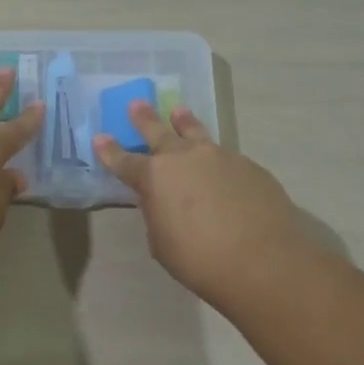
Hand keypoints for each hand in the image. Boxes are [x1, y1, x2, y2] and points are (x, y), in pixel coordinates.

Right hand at [95, 102, 309, 308]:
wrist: (263, 261)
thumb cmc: (200, 259)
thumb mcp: (162, 242)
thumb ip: (157, 214)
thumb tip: (161, 200)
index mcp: (155, 177)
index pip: (124, 161)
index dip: (110, 151)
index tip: (100, 137)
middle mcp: (185, 158)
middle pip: (159, 132)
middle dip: (145, 119)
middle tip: (137, 103)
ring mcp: (220, 157)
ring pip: (196, 133)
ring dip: (184, 122)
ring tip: (179, 111)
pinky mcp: (249, 166)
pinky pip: (225, 156)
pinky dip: (216, 158)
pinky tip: (220, 169)